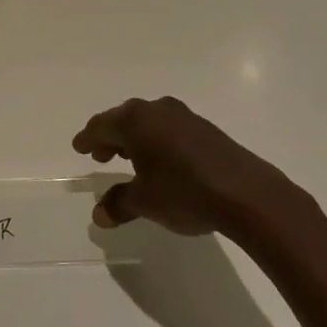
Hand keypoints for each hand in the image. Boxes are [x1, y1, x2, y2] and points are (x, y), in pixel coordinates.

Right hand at [74, 97, 305, 236]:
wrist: (247, 194)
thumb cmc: (185, 192)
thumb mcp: (145, 202)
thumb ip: (119, 204)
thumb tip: (99, 215)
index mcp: (135, 121)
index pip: (101, 126)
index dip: (88, 138)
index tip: (79, 147)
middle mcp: (157, 110)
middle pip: (124, 119)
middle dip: (110, 136)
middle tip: (100, 154)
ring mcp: (184, 117)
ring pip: (148, 122)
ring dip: (135, 138)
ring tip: (129, 158)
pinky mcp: (206, 130)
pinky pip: (169, 129)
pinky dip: (157, 141)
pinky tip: (161, 160)